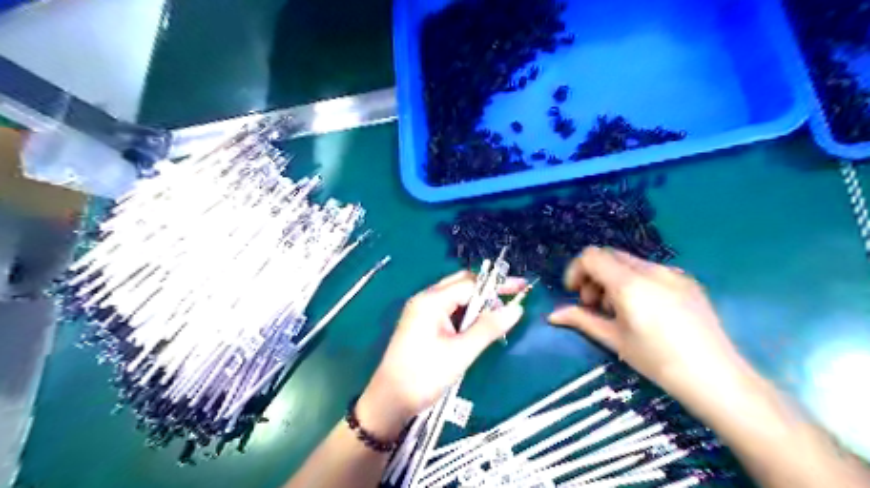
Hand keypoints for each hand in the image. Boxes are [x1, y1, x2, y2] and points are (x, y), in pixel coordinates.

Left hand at [357, 270, 526, 438]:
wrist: (389, 400)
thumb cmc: (424, 375)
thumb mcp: (460, 352)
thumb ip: (488, 328)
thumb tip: (516, 309)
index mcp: (431, 300)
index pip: (470, 284)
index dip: (497, 286)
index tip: (521, 289)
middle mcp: (425, 299)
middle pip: (461, 284)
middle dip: (488, 289)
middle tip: (513, 297)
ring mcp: (421, 310)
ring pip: (455, 297)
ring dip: (477, 302)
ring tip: (499, 314)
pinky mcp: (421, 323)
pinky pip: (448, 309)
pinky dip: (465, 313)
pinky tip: (478, 324)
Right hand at [549, 247, 746, 404]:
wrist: (716, 377)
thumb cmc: (657, 360)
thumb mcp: (614, 339)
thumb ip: (581, 319)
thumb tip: (552, 315)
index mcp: (630, 283)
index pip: (591, 256)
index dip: (576, 270)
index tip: (575, 294)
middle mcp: (651, 270)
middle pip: (609, 256)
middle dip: (594, 276)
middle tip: (594, 305)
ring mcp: (673, 273)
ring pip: (629, 262)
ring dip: (613, 279)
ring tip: (619, 310)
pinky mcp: (687, 280)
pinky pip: (650, 271)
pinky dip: (635, 281)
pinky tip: (644, 310)